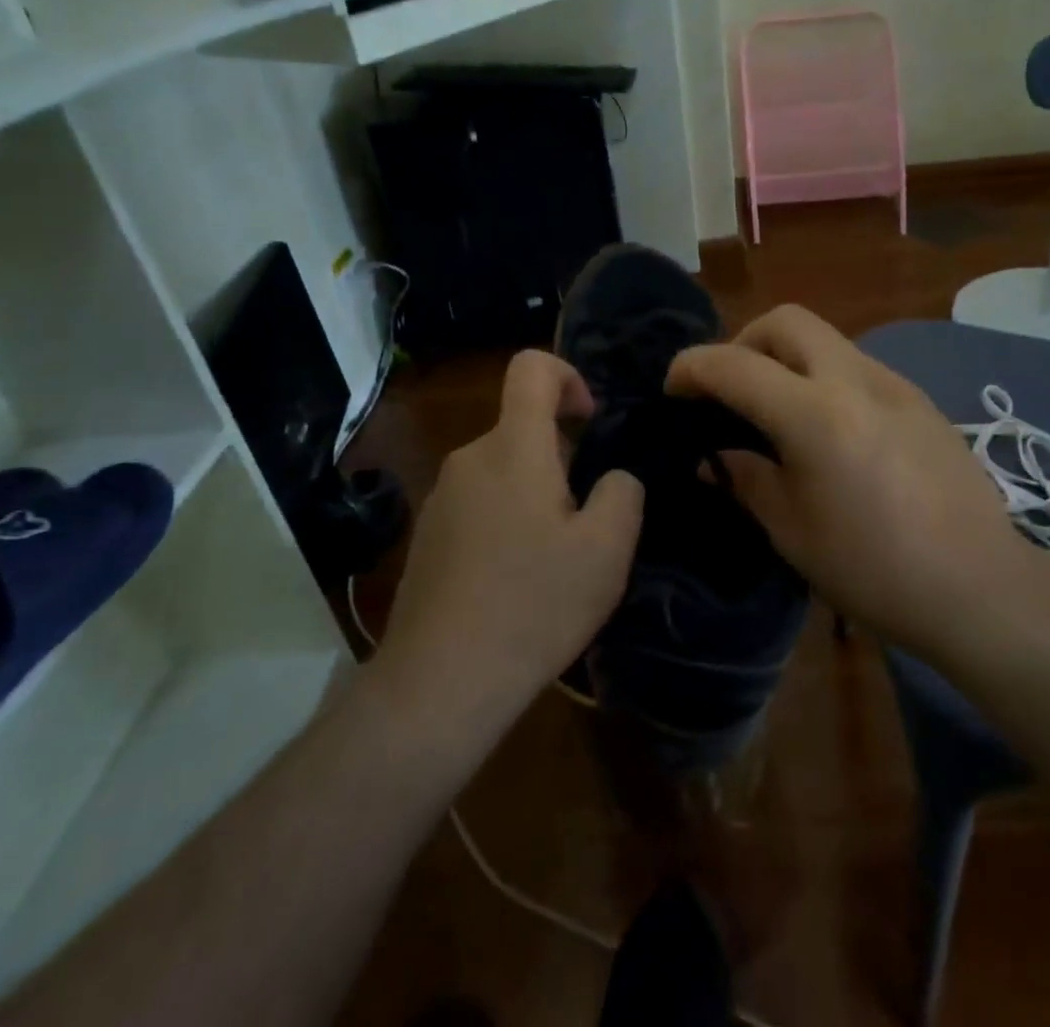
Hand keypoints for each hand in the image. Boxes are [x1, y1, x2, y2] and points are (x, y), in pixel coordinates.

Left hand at [370, 351, 643, 738]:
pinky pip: (479, 501)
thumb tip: (612, 479)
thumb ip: (622, 493)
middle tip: (585, 516)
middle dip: (562, 453)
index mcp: (513, 447)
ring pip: (502, 467)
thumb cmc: (533, 605)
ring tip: (553, 555)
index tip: (590, 422)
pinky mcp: (427, 533)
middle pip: (521, 425)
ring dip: (535, 491)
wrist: (440, 682)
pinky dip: (506, 518)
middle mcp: (470, 458)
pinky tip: (515, 578)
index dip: (568, 376)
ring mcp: (441, 497)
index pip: (531, 367)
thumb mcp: (606, 550)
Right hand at [667, 305, 1038, 660]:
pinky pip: (857, 367)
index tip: (673, 388)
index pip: (734, 365)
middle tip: (730, 389)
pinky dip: (824, 378)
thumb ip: (746, 479)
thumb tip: (712, 456)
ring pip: (825, 339)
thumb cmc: (874, 570)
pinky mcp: (920, 400)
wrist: (981, 588)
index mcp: (815, 415)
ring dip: (787, 358)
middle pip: (786, 321)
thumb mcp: (792, 532)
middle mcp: (855, 380)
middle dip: (744, 341)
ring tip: (777, 411)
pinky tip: (830, 431)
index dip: (692, 367)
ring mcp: (894, 384)